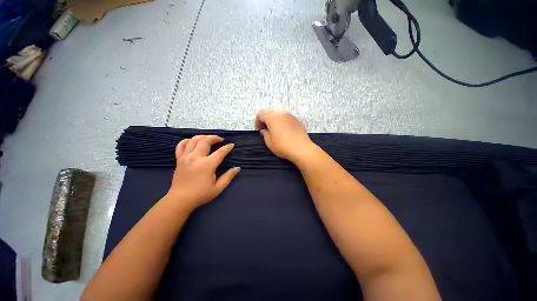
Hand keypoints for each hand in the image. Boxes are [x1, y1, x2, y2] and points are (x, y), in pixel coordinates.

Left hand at [166, 135, 240, 211]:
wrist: (180, 200)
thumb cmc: (201, 194)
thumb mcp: (218, 188)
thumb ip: (228, 176)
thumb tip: (238, 168)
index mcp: (207, 165)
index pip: (220, 152)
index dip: (227, 147)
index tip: (232, 145)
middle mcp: (196, 158)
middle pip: (205, 141)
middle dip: (215, 138)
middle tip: (221, 139)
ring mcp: (185, 157)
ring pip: (193, 140)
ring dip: (202, 137)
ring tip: (208, 138)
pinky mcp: (179, 159)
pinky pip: (181, 145)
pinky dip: (187, 141)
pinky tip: (192, 141)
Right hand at [255, 110, 314, 161]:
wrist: (302, 149)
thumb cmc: (283, 146)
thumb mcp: (269, 142)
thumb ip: (265, 134)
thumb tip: (264, 130)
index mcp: (273, 117)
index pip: (261, 114)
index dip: (257, 121)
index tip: (259, 130)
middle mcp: (282, 114)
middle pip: (270, 113)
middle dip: (266, 121)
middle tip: (266, 130)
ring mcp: (291, 116)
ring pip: (279, 115)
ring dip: (275, 121)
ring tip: (275, 132)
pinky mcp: (298, 121)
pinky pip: (287, 119)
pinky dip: (283, 123)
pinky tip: (284, 132)